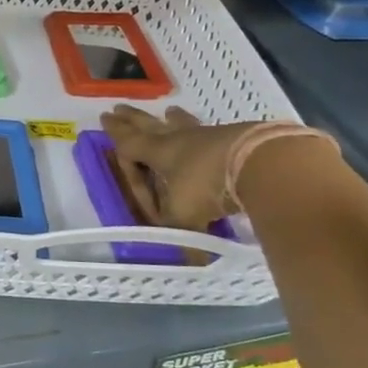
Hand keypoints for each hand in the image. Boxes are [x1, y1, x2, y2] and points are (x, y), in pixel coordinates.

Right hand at [99, 105, 264, 230]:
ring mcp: (209, 135)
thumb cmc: (209, 186)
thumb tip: (191, 260)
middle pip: (150, 124)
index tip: (105, 120)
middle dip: (133, 118)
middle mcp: (179, 139)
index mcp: (158, 152)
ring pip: (183, 124)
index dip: (116, 135)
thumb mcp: (184, 216)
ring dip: (173, 119)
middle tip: (119, 107)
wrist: (262, 163)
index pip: (129, 143)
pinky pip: (212, 131)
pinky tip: (210, 132)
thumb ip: (179, 234)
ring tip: (169, 111)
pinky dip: (203, 131)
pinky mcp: (237, 137)